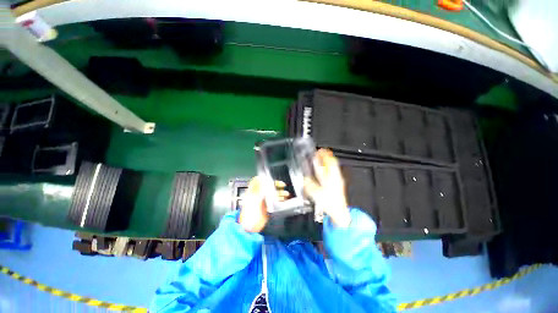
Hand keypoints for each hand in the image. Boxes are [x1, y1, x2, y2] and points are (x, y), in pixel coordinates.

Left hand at [238, 177, 287, 232]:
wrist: (250, 228)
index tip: (272, 178)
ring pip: (272, 194)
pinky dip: (279, 199)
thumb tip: (264, 181)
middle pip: (267, 186)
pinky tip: (284, 200)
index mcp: (253, 192)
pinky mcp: (267, 207)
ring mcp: (263, 201)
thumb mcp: (254, 200)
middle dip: (275, 185)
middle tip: (282, 185)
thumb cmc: (250, 214)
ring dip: (279, 192)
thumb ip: (260, 190)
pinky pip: (274, 201)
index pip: (258, 181)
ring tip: (286, 193)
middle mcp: (258, 195)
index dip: (264, 178)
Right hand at [304, 149, 350, 227]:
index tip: (320, 150)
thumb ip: (309, 186)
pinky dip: (327, 169)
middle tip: (319, 153)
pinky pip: (332, 173)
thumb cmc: (331, 204)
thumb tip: (305, 180)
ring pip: (332, 168)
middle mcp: (336, 177)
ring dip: (326, 162)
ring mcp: (338, 181)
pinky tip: (323, 171)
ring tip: (320, 159)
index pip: (330, 162)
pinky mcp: (337, 185)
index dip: (325, 155)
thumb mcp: (317, 194)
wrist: (339, 212)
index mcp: (333, 177)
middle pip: (332, 163)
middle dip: (325, 157)